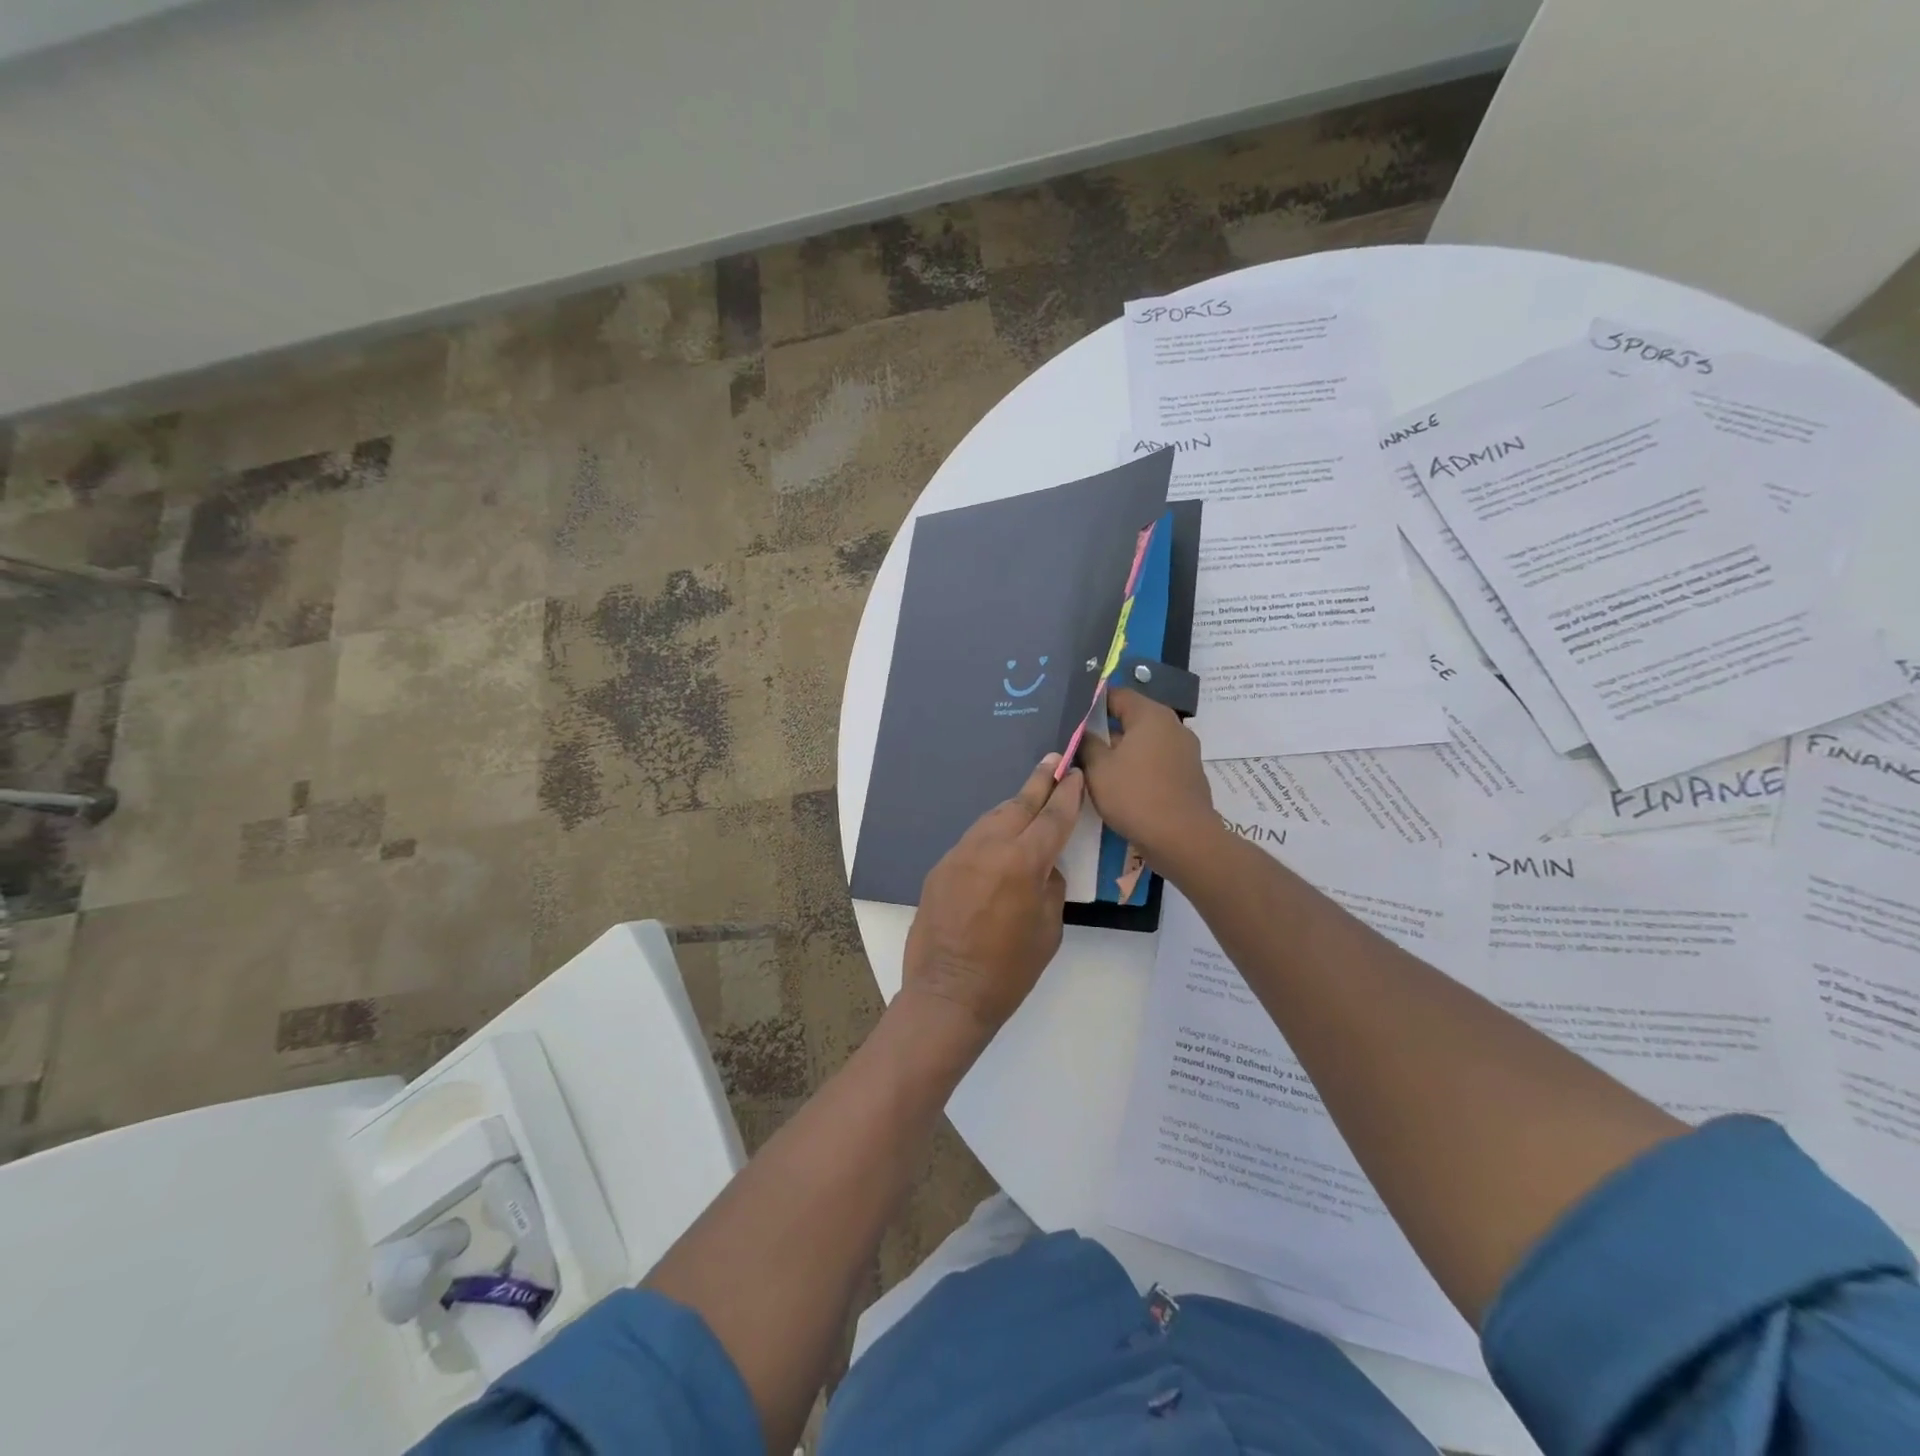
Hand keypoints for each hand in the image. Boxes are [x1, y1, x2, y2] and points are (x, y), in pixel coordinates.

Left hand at [901, 755, 1084, 1039]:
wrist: (948, 993)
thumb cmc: (1009, 970)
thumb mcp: (1048, 930)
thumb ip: (1051, 887)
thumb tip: (1044, 867)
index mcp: (1022, 863)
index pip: (1052, 817)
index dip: (1067, 794)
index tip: (1075, 774)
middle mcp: (988, 848)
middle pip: (1018, 805)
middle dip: (1039, 782)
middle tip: (1052, 761)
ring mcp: (959, 855)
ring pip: (992, 818)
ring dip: (1013, 807)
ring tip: (1029, 799)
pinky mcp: (940, 868)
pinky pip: (972, 840)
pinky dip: (991, 834)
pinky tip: (999, 842)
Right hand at [1078, 689, 1221, 872]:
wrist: (1183, 840)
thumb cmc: (1135, 796)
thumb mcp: (1098, 769)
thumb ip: (1086, 743)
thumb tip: (1083, 731)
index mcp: (1151, 715)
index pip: (1116, 694)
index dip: (1091, 704)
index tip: (1071, 718)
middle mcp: (1173, 725)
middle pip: (1132, 718)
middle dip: (1105, 730)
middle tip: (1078, 744)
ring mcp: (1185, 751)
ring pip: (1144, 742)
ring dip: (1121, 751)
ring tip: (1095, 767)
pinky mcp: (1189, 774)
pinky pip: (1157, 761)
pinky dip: (1138, 767)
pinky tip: (1121, 785)